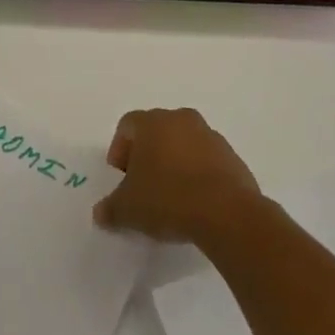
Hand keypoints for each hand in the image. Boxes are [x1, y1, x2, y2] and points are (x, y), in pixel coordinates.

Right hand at [92, 107, 262, 245]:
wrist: (226, 213)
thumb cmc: (167, 199)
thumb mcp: (127, 209)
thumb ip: (110, 208)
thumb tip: (100, 213)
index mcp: (153, 122)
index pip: (127, 125)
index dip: (119, 150)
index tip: (121, 177)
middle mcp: (182, 120)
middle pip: (157, 132)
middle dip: (147, 156)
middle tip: (143, 186)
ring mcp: (212, 137)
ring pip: (184, 145)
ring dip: (175, 164)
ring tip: (170, 198)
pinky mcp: (233, 158)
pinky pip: (207, 162)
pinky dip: (198, 176)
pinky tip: (195, 204)